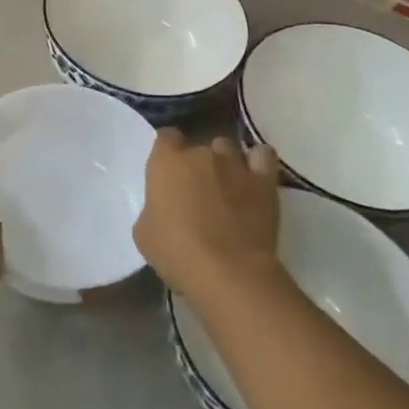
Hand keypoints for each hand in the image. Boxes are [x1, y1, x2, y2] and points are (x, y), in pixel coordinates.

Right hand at [134, 130, 282, 300]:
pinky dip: (257, 161)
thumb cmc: (176, 252)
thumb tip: (165, 208)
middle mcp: (200, 153)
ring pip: (227, 148)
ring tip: (226, 186)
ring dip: (224, 162)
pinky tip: (252, 177)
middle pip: (198, 146)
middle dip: (196, 164)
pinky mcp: (264, 181)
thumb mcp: (144, 232)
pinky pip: (262, 156)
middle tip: (196, 191)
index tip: (168, 171)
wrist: (228, 272)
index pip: (166, 137)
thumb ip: (154, 208)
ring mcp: (235, 164)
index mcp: (166, 162)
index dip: (168, 151)